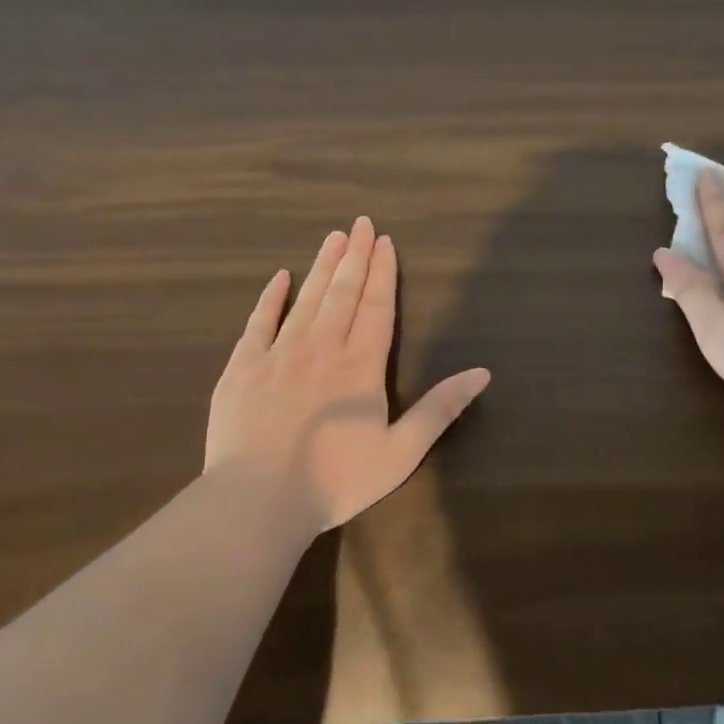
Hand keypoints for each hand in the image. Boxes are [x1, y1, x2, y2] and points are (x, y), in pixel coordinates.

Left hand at [206, 216, 490, 532]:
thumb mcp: (401, 452)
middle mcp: (321, 348)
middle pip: (342, 293)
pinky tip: (280, 277)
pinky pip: (258, 322)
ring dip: (322, 267)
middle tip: (361, 223)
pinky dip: (270, 297)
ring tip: (332, 237)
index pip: (377, 307)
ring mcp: (277, 354)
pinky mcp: (242, 368)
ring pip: (305, 299)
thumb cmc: (336, 481)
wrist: (258, 500)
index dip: (383, 273)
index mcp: (361, 366)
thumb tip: (481, 372)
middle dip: (354, 256)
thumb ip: (439, 409)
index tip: (385, 242)